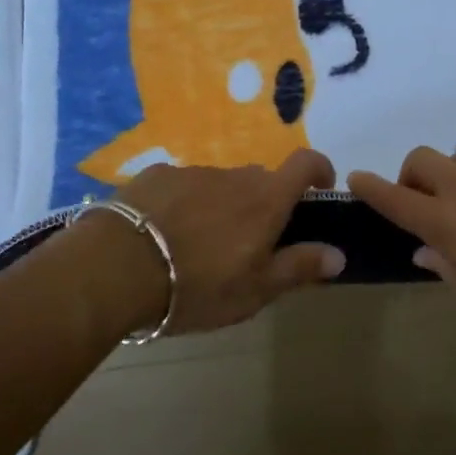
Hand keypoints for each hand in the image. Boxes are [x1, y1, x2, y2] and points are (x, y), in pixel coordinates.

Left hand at [108, 149, 345, 333]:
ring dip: (221, 207)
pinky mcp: (155, 176)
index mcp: (265, 200)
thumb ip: (299, 267)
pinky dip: (184, 204)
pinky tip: (163, 235)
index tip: (318, 191)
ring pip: (220, 185)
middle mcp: (234, 176)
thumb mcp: (255, 290)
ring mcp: (192, 172)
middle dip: (263, 204)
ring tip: (198, 247)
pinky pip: (183, 186)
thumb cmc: (197, 284)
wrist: (116, 268)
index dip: (319, 170)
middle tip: (248, 244)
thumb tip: (339, 254)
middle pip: (260, 180)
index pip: (306, 164)